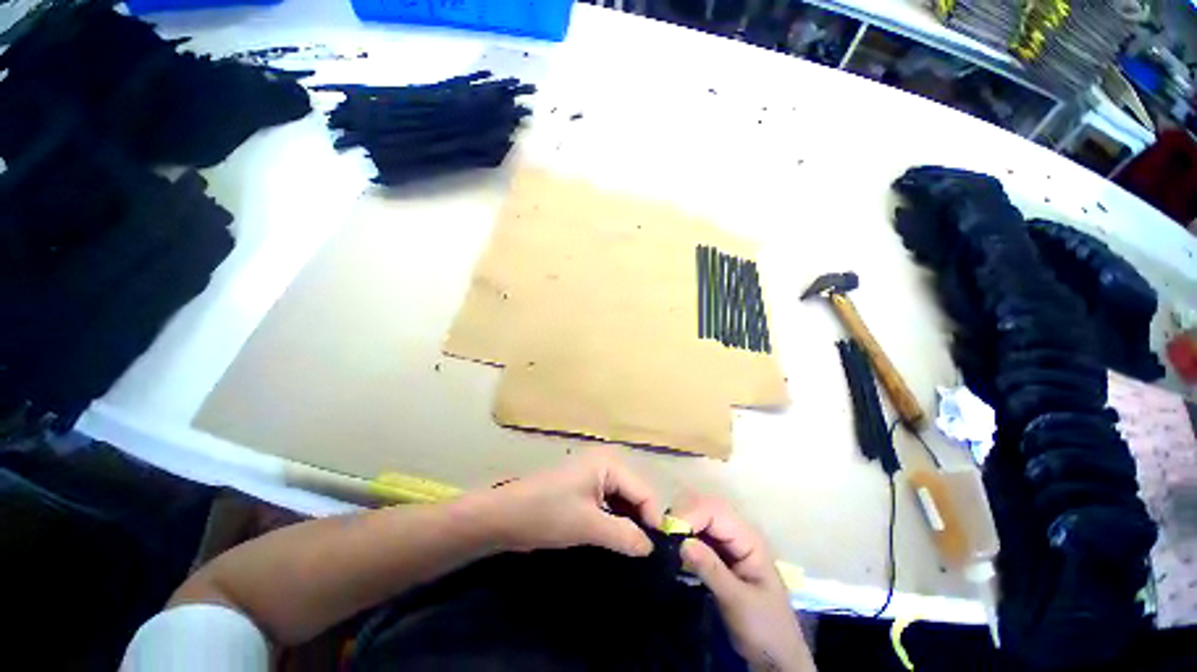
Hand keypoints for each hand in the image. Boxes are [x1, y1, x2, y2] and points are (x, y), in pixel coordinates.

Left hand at [480, 449, 662, 556]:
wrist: (504, 516)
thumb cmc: (547, 513)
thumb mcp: (588, 526)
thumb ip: (624, 535)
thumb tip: (651, 548)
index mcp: (609, 463)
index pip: (644, 491)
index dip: (654, 521)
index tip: (659, 553)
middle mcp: (606, 464)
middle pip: (635, 494)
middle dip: (641, 522)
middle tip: (648, 555)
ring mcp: (594, 475)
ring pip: (623, 501)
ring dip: (628, 524)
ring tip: (635, 552)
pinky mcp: (585, 489)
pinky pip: (610, 504)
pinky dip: (615, 521)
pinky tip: (618, 541)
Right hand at [674, 496, 814, 671]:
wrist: (776, 656)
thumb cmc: (765, 629)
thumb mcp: (739, 603)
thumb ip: (712, 571)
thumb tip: (682, 542)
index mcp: (748, 538)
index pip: (714, 510)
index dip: (690, 514)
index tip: (669, 533)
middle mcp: (736, 532)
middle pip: (704, 506)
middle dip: (682, 515)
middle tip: (663, 537)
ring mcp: (725, 541)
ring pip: (697, 516)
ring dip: (679, 524)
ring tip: (664, 542)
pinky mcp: (716, 553)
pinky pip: (695, 533)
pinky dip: (681, 535)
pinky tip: (672, 548)